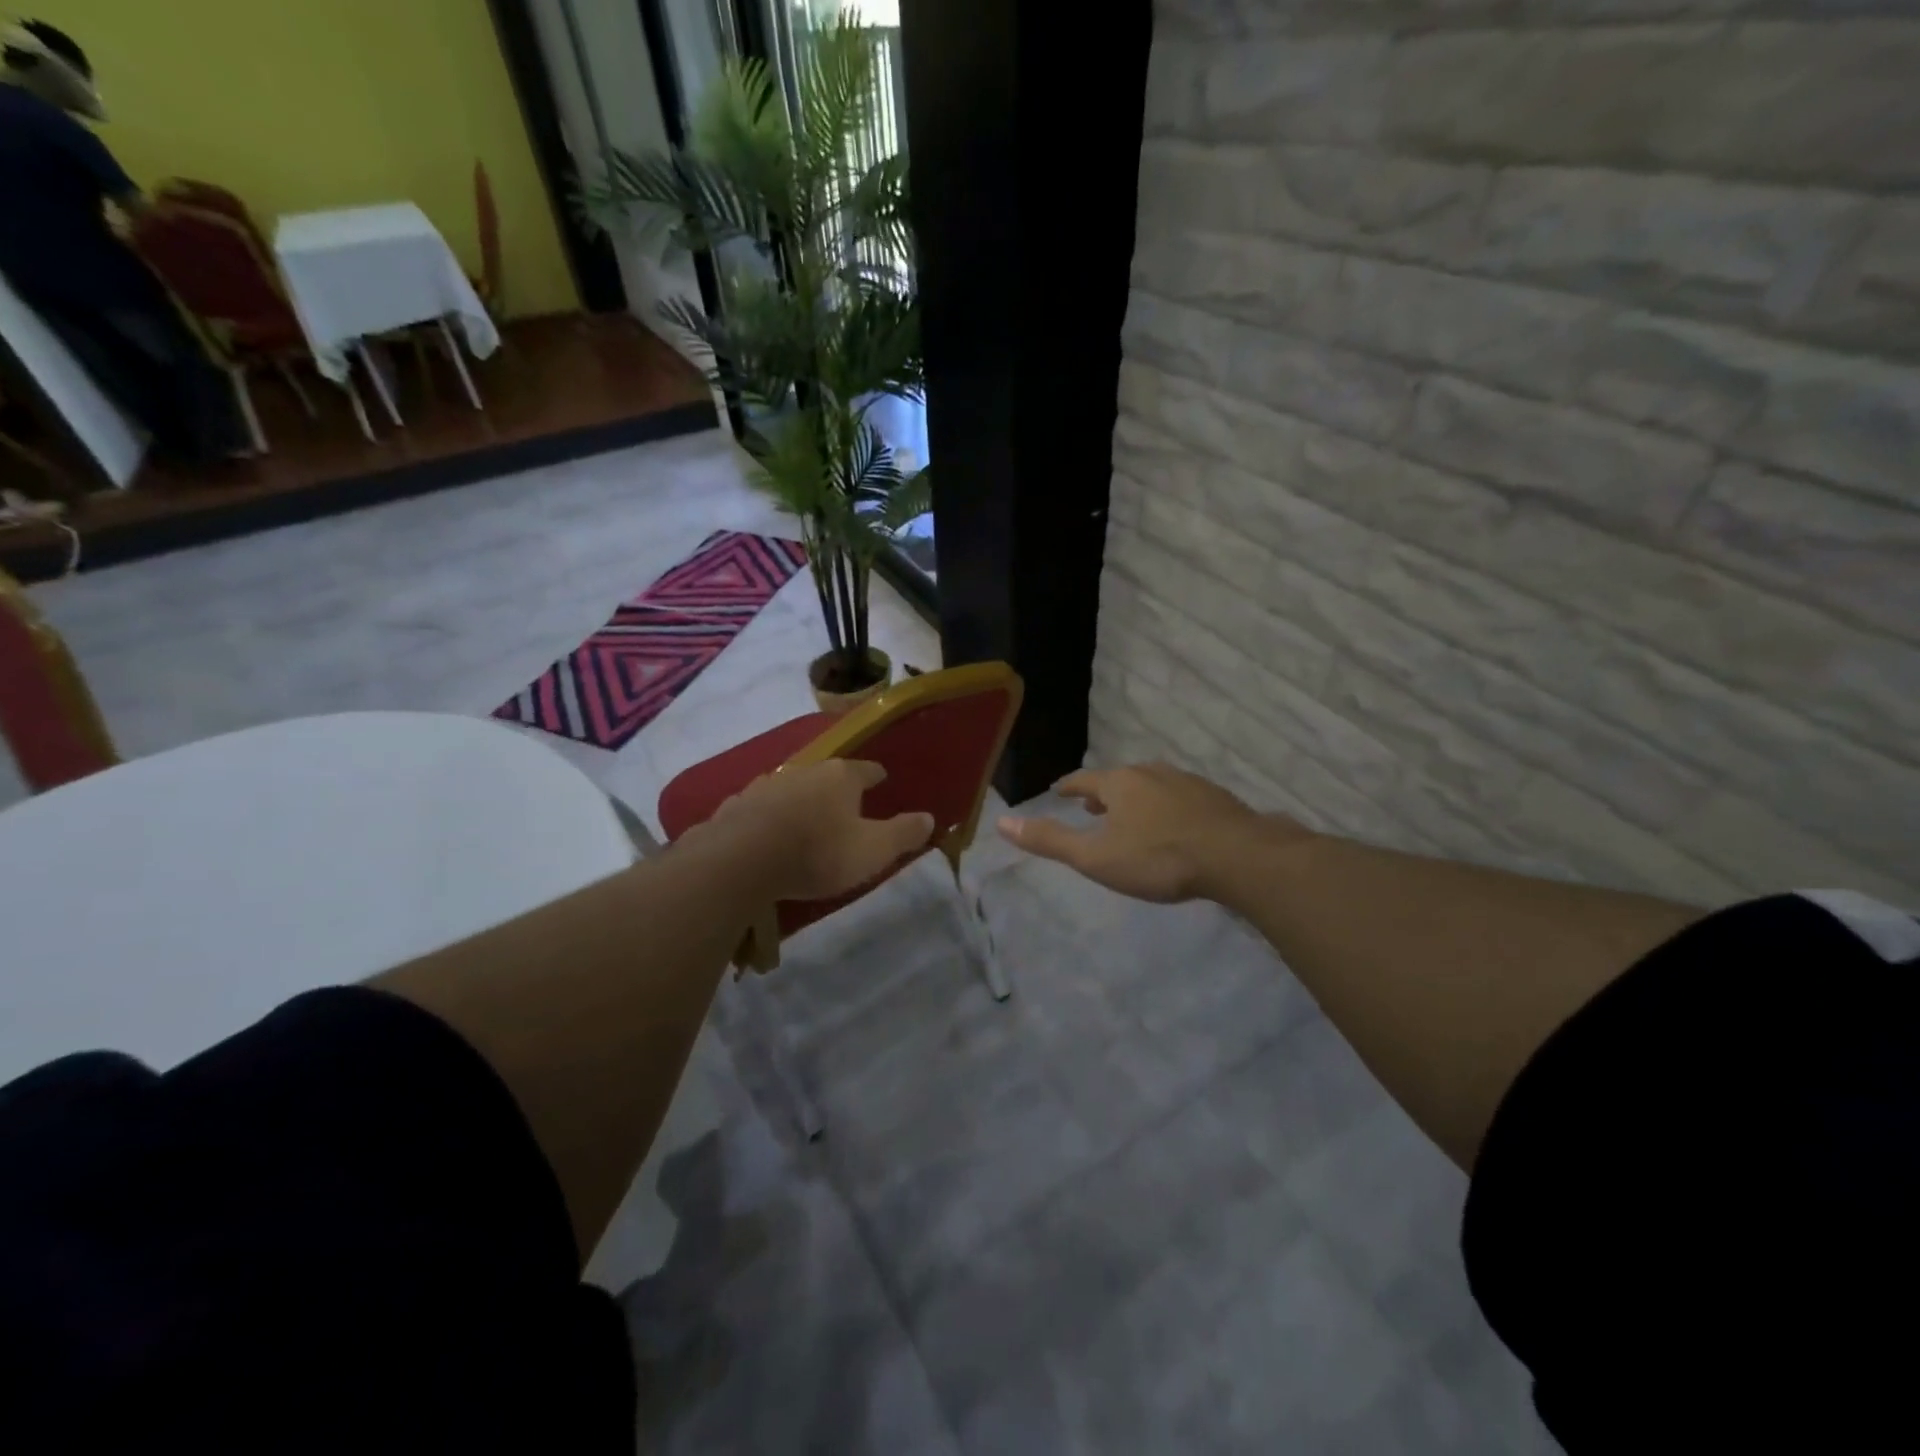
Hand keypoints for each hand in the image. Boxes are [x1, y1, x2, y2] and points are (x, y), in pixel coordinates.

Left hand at [706, 758, 934, 901]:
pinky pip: (759, 807)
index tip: (882, 780)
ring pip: (791, 787)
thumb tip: (930, 817)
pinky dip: (768, 815)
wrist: (741, 860)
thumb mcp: (873, 850)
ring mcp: (766, 785)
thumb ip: (903, 833)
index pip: (866, 770)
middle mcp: (804, 770)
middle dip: (837, 787)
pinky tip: (766, 829)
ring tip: (806, 815)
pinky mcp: (736, 805)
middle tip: (846, 805)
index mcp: (840, 776)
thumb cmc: (817, 852)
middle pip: (827, 775)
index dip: (876, 776)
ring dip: (800, 798)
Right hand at [997, 762, 1300, 902]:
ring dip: (1136, 798)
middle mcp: (1151, 773)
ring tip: (1131, 815)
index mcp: (1120, 784)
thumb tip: (1002, 821)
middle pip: (1120, 780)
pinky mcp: (1215, 798)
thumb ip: (1050, 841)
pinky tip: (1175, 824)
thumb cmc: (1158, 858)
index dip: (1070, 786)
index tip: (1061, 789)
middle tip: (1093, 807)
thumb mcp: (1095, 857)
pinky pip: (1180, 797)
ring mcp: (1187, 783)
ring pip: (1152, 786)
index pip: (1085, 780)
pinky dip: (1166, 806)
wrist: (1237, 856)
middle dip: (1104, 793)